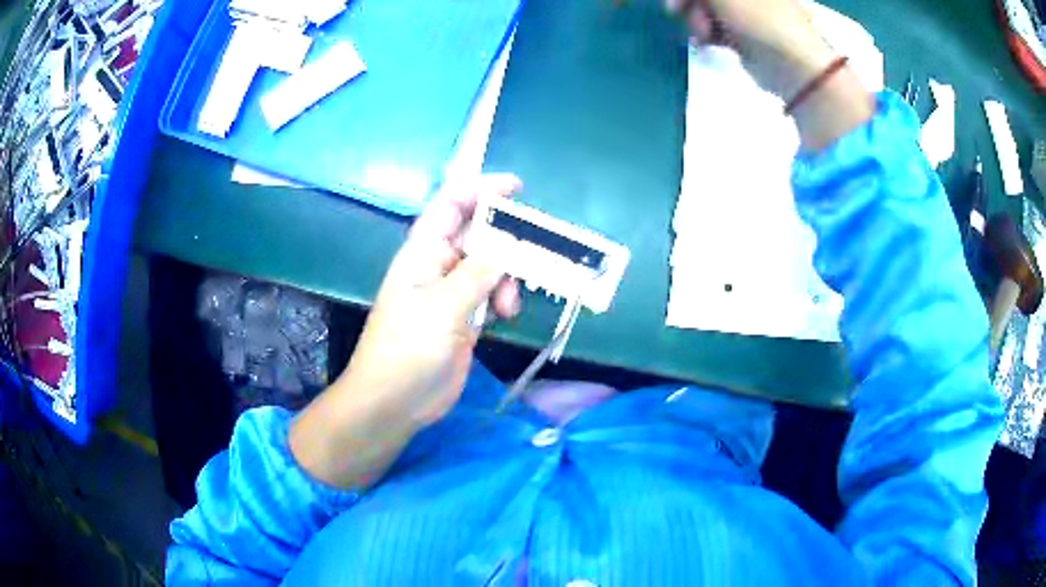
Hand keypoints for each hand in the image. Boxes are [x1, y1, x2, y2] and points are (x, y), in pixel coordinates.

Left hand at [289, 175, 521, 488]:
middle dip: (506, 238)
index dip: (480, 189)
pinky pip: (491, 293)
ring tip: (508, 304)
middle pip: (477, 234)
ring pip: (490, 265)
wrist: (395, 401)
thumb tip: (509, 246)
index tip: (516, 188)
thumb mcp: (444, 307)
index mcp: (423, 251)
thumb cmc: (408, 349)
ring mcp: (452, 292)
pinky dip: (504, 297)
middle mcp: (438, 265)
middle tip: (535, 249)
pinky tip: (506, 314)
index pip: (451, 206)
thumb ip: (479, 273)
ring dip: (507, 276)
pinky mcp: (464, 318)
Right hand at [666, 0, 873, 150]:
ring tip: (704, 33)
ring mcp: (743, 11)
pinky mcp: (741, 33)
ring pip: (699, 4)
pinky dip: (703, 30)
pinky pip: (708, 22)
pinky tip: (709, 40)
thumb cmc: (773, 30)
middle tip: (683, 12)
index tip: (675, 2)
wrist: (804, 80)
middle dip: (686, 0)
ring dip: (691, 15)